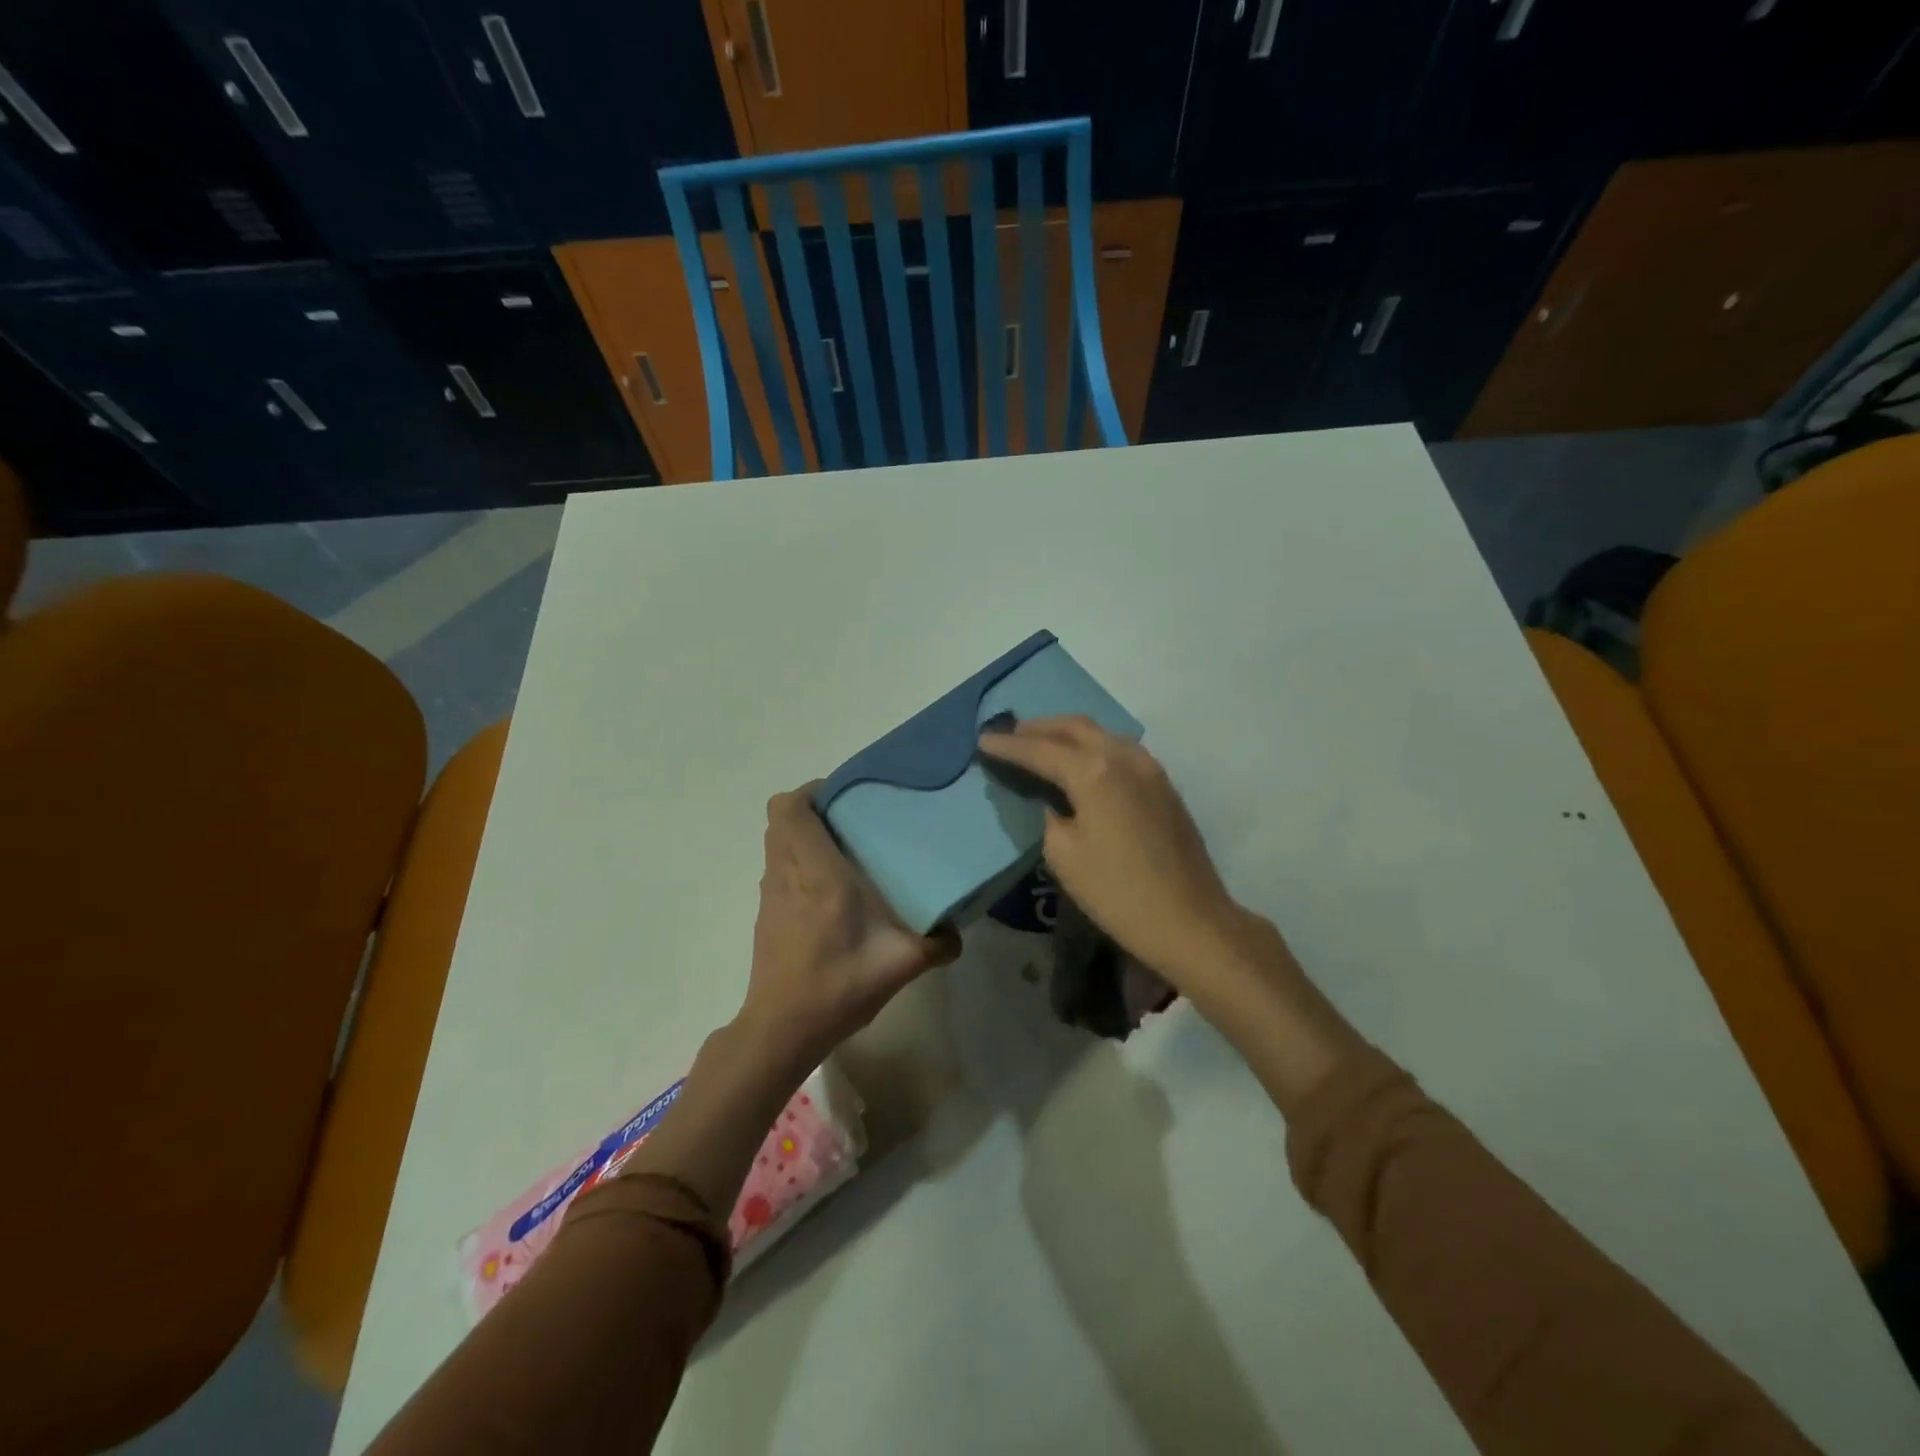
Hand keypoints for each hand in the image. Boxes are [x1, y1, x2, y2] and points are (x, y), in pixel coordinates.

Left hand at [741, 786, 960, 1073]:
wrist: (782, 1030)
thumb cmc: (837, 987)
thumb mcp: (899, 965)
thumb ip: (936, 944)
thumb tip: (958, 930)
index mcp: (817, 873)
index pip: (790, 808)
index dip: (812, 790)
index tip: (847, 797)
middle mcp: (787, 874)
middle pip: (781, 818)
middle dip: (813, 809)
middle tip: (852, 820)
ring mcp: (771, 894)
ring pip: (777, 842)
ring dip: (804, 835)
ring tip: (845, 849)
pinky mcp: (767, 914)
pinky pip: (779, 868)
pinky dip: (798, 863)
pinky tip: (831, 891)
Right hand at [977, 717, 1241, 985]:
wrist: (1190, 920)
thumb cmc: (1118, 893)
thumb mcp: (1064, 856)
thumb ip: (1050, 816)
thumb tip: (1054, 801)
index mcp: (1095, 772)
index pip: (1041, 750)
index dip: (1008, 745)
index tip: (983, 740)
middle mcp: (1124, 757)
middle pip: (1075, 727)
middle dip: (1039, 728)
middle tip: (1010, 734)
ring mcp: (1150, 768)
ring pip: (1102, 733)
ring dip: (1068, 733)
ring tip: (1042, 742)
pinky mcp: (1164, 785)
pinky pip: (1120, 749)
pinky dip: (1093, 746)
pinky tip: (1082, 761)